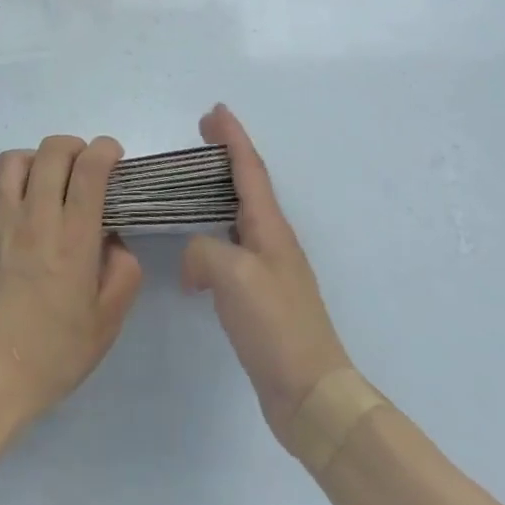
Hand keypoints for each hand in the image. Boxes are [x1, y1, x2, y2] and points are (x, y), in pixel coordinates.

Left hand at [0, 134, 143, 428]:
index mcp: (72, 237)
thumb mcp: (106, 323)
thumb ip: (122, 274)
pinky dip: (11, 187)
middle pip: (52, 151)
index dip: (105, 150)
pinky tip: (20, 214)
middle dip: (74, 146)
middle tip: (84, 165)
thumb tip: (114, 242)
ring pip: (14, 159)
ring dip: (37, 159)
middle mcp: (35, 217)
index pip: (90, 168)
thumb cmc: (51, 354)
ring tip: (47, 179)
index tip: (113, 155)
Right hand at [182, 105, 355, 450]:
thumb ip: (204, 251)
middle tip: (201, 134)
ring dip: (219, 191)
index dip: (232, 136)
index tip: (215, 110)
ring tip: (192, 184)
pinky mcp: (260, 297)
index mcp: (270, 227)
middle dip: (226, 155)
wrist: (312, 395)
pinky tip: (195, 253)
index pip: (249, 168)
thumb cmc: (276, 325)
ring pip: (239, 214)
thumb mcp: (233, 276)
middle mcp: (272, 239)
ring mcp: (268, 269)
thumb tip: (194, 262)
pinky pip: (231, 248)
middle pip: (247, 184)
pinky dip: (212, 234)